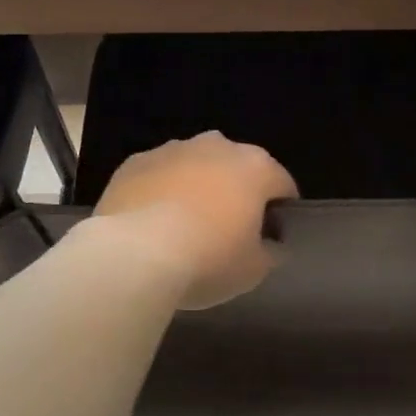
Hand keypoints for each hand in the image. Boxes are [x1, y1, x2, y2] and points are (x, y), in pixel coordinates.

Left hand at [93, 132, 297, 308]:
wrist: (134, 254)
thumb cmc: (207, 259)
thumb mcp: (254, 269)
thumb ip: (269, 251)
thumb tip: (269, 244)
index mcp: (255, 167)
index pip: (282, 184)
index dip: (280, 212)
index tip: (270, 237)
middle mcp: (217, 146)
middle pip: (236, 168)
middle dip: (235, 192)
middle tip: (226, 232)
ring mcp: (172, 149)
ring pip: (194, 166)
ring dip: (195, 187)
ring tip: (183, 228)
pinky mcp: (135, 161)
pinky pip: (158, 175)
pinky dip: (160, 192)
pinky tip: (151, 224)